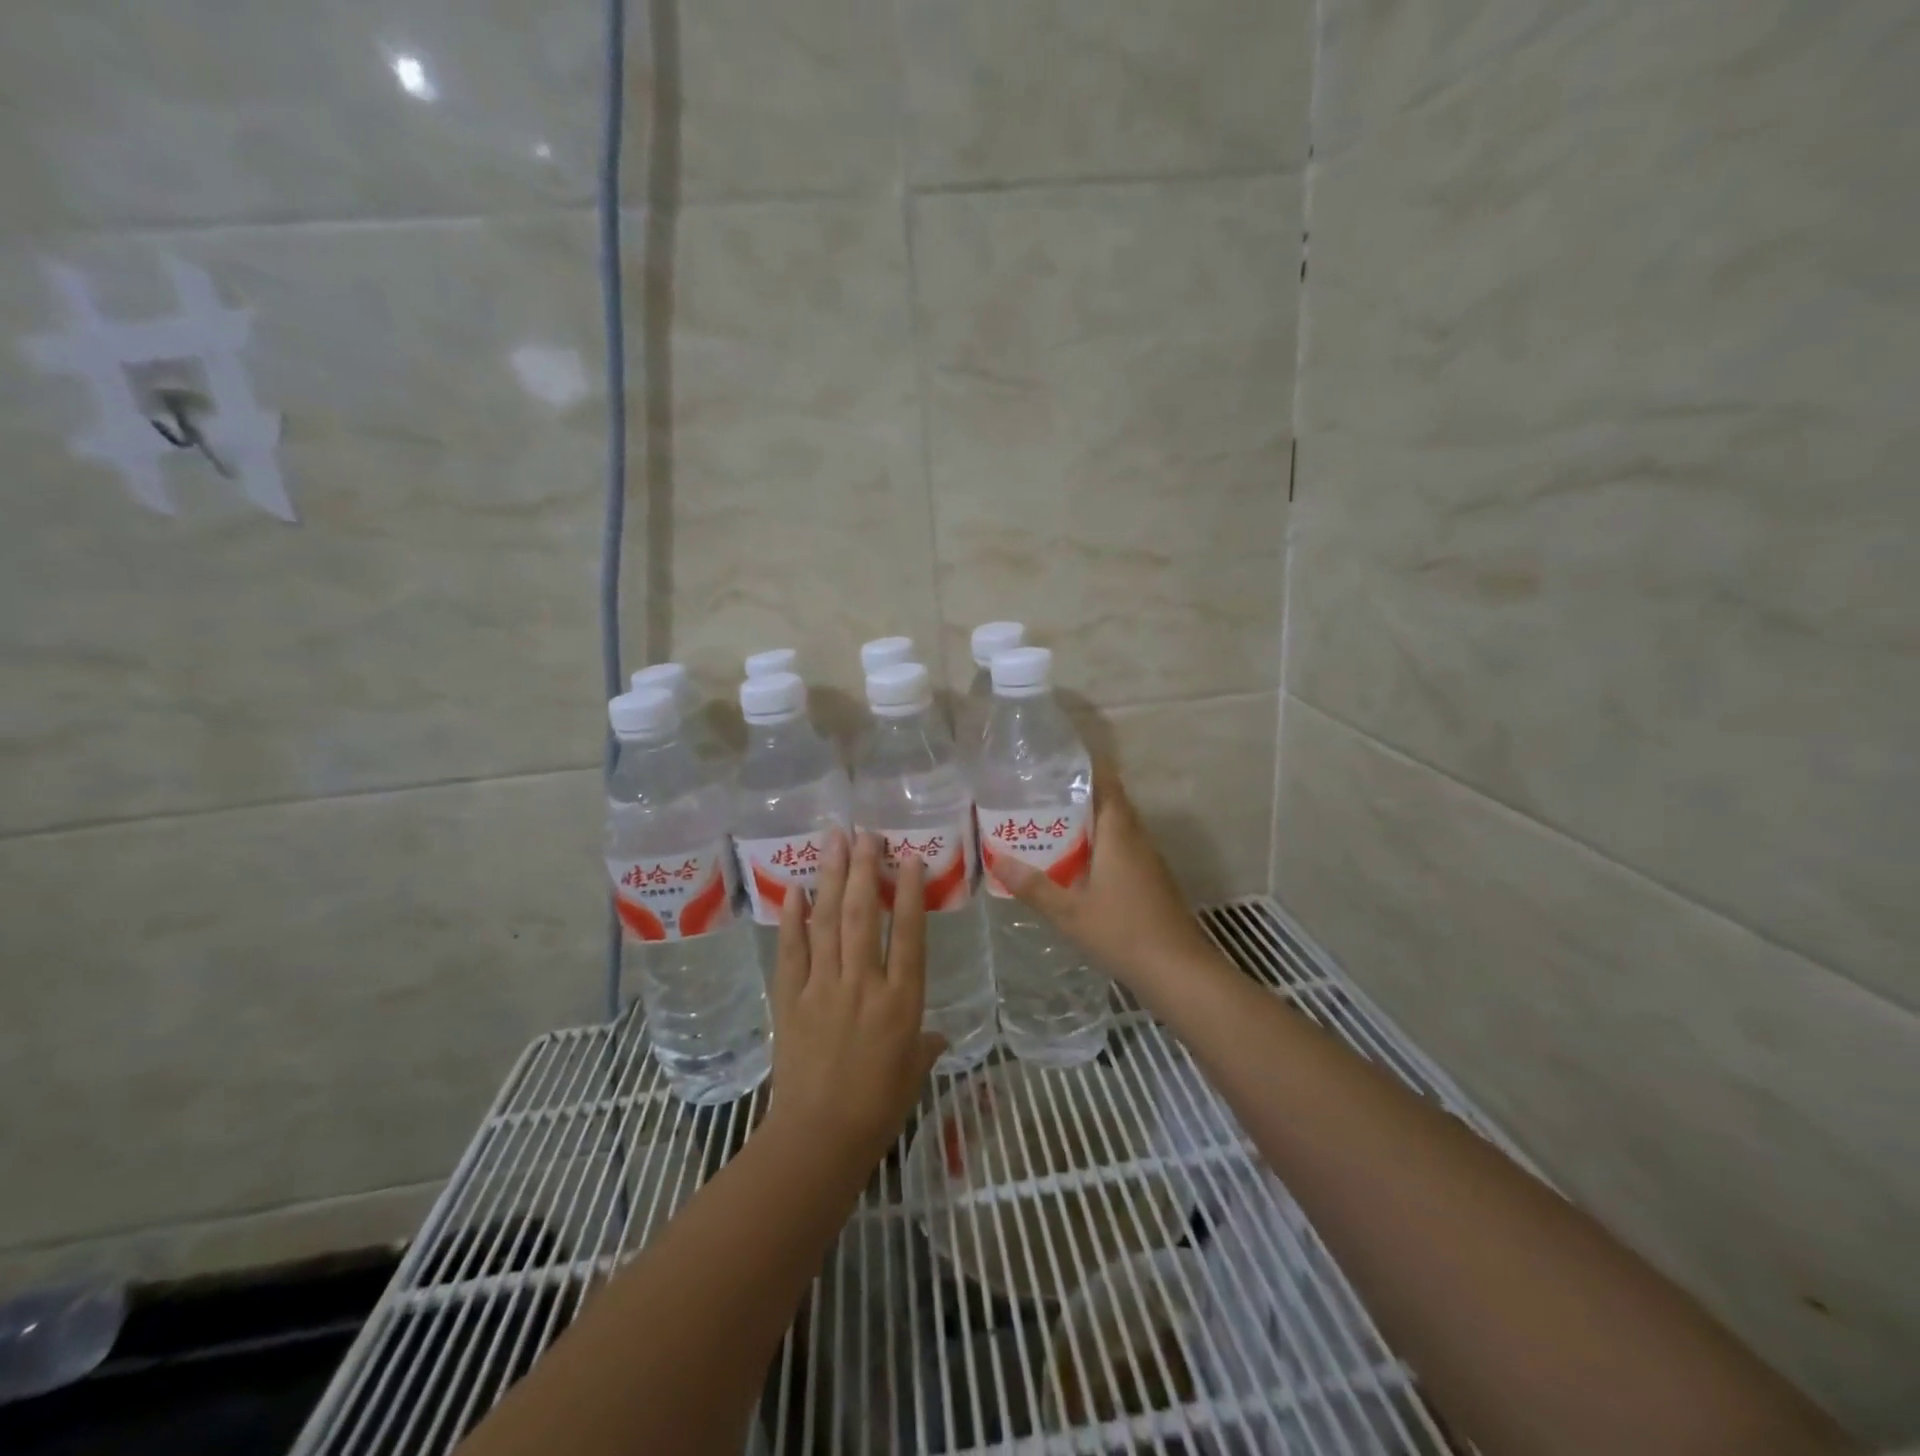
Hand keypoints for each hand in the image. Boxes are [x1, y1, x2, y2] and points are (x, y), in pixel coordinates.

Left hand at [766, 830, 945, 1168]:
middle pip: (862, 915)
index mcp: (901, 1000)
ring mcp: (823, 988)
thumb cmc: (879, 1106)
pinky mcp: (790, 999)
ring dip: (830, 878)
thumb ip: (927, 1044)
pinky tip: (794, 889)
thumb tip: (939, 1035)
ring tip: (833, 842)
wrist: (819, 1138)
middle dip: (863, 869)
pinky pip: (791, 951)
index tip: (909, 857)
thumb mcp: (915, 1071)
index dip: (909, 891)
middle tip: (865, 833)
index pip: (907, 933)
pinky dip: (792, 919)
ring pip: (826, 922)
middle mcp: (863, 984)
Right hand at [994, 762, 1225, 993]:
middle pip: (1110, 804)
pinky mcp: (1152, 882)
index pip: (1107, 784)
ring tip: (1050, 825)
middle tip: (1040, 795)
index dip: (1086, 768)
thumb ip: (1034, 886)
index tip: (1056, 762)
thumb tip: (997, 859)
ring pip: (1117, 829)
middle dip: (1079, 796)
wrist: (1178, 971)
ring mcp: (1149, 862)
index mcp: (1119, 834)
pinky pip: (1123, 850)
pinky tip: (1077, 865)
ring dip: (1089, 824)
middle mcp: (1138, 839)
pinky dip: (1100, 847)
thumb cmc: (1123, 932)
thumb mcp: (1069, 912)